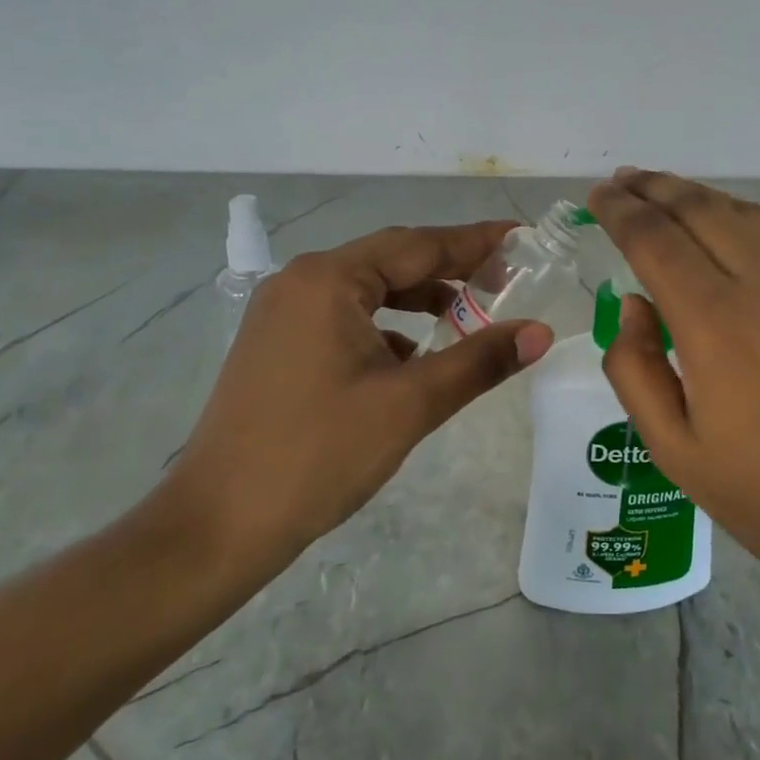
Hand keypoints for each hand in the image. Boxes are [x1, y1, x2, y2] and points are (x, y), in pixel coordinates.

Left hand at [157, 222, 554, 572]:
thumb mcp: (410, 404)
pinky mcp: (275, 345)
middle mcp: (300, 282)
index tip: (519, 235)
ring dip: (417, 299)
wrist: (218, 524)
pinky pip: (343, 318)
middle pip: (391, 261)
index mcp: (329, 280)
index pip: (419, 244)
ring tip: (467, 316)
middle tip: (505, 276)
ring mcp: (281, 314)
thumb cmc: (319, 454)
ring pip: (366, 290)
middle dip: (449, 268)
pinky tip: (410, 357)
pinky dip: (384, 327)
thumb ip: (479, 360)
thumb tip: (540, 332)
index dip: (475, 241)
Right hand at [584, 169, 759, 606]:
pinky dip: (741, 221)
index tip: (595, 196)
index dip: (619, 211)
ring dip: (699, 196)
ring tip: (666, 193)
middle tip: (622, 181)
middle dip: (655, 187)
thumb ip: (635, 368)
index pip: (654, 239)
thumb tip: (634, 305)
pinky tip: (727, 236)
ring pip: (747, 214)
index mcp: (716, 323)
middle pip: (701, 208)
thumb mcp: (674, 450)